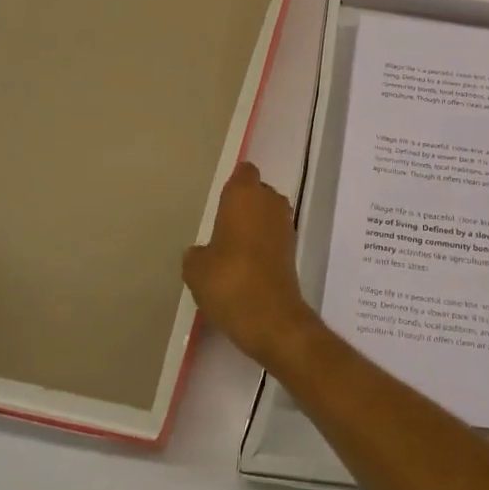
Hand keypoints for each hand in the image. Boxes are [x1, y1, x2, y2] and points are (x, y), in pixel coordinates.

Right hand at [184, 163, 322, 368]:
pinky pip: (274, 236)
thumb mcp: (196, 269)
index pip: (244, 172)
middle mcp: (270, 202)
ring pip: (268, 214)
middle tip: (222, 223)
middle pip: (258, 192)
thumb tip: (202, 253)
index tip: (219, 197)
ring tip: (231, 245)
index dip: (233, 182)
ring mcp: (285, 226)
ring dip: (255, 224)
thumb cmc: (228, 280)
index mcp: (245, 195)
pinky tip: (245, 264)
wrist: (270, 317)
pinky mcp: (293, 250)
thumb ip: (197, 253)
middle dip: (244, 204)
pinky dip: (263, 244)